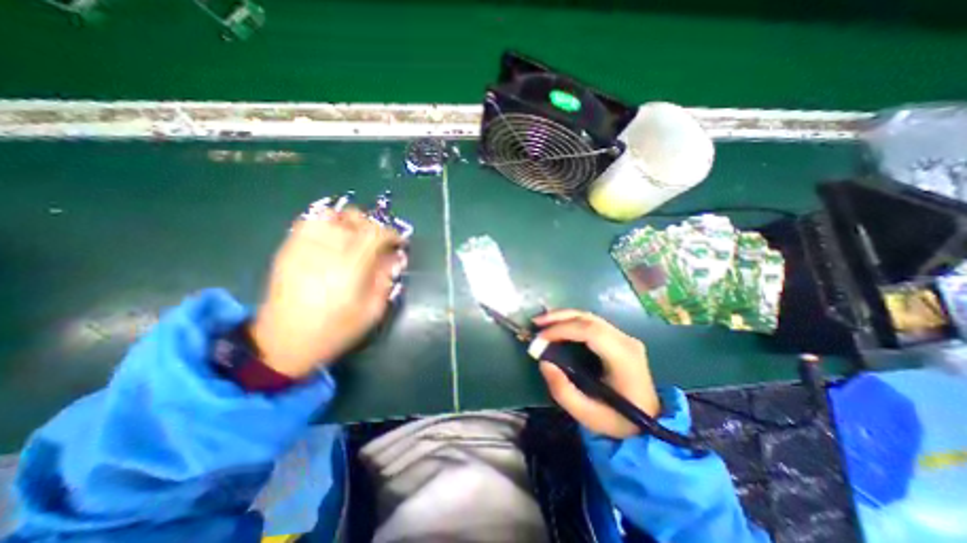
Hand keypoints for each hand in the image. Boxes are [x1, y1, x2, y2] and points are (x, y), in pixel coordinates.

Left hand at [252, 205, 405, 379]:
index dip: (392, 234)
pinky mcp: (288, 248)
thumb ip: (386, 278)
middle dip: (373, 226)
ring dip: (349, 222)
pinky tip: (333, 240)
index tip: (399, 243)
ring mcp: (303, 246)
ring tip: (355, 238)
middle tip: (378, 242)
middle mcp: (326, 249)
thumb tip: (395, 257)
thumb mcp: (373, 310)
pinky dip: (327, 224)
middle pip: (354, 217)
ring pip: (330, 215)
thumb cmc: (336, 329)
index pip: (376, 233)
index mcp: (350, 266)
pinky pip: (309, 222)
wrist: (283, 342)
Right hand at [533, 312, 661, 437]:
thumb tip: (544, 362)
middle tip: (536, 322)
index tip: (541, 339)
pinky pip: (592, 323)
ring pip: (589, 318)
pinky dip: (571, 322)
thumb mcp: (587, 414)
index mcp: (623, 357)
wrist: (650, 422)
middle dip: (559, 318)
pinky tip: (557, 326)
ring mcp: (624, 337)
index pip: (590, 331)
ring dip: (563, 317)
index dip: (562, 330)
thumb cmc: (619, 420)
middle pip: (589, 319)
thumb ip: (563, 390)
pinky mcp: (619, 338)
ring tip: (542, 323)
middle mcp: (626, 341)